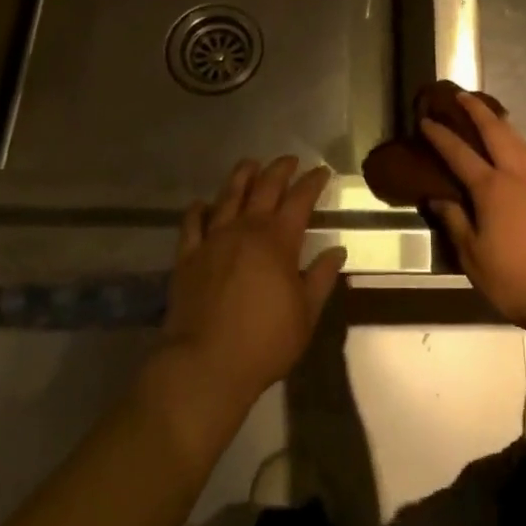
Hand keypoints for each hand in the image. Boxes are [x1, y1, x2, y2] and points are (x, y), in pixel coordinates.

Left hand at [161, 156, 347, 406]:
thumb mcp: (306, 314)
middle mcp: (246, 229)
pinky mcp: (187, 256)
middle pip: (265, 187)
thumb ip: (321, 277)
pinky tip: (203, 203)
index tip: (322, 171)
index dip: (313, 182)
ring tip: (250, 164)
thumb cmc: (264, 342)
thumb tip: (337, 250)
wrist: (205, 365)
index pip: (300, 199)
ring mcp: (213, 239)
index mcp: (279, 240)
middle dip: (280, 169)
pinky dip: (198, 209)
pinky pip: (192, 223)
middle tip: (290, 160)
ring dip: (241, 176)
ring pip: (229, 196)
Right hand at [421, 94, 525, 335]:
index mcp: (491, 187)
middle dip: (476, 110)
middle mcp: (516, 173)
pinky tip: (525, 152)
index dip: (440, 135)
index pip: (459, 153)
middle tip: (461, 95)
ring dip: (502, 122)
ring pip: (519, 139)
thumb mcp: (473, 257)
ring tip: (491, 114)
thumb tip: (437, 198)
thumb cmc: (516, 278)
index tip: (426, 121)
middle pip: (495, 131)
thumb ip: (454, 222)